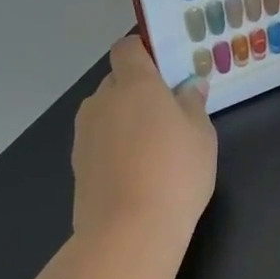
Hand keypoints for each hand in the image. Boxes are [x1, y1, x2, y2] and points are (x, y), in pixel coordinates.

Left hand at [71, 35, 216, 244]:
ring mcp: (85, 132)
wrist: (129, 231)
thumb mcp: (201, 134)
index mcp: (134, 84)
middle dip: (140, 90)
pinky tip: (139, 171)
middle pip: (118, 80)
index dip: (145, 52)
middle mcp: (102, 100)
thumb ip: (192, 103)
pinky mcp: (78, 163)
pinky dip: (117, 145)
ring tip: (156, 147)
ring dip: (127, 119)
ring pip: (108, 112)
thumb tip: (188, 85)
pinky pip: (101, 139)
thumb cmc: (176, 172)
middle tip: (171, 113)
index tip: (169, 70)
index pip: (128, 48)